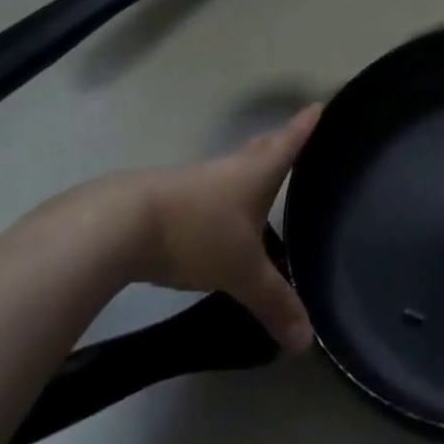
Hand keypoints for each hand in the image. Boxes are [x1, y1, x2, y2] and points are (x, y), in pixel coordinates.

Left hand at [103, 105, 321, 352]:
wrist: (122, 226)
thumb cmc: (198, 232)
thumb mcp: (242, 272)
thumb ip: (274, 303)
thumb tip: (307, 341)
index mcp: (258, 170)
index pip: (292, 139)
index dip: (309, 123)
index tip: (322, 103)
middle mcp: (234, 166)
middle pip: (264, 146)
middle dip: (283, 140)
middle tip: (300, 133)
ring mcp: (201, 180)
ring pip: (237, 167)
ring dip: (253, 167)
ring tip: (266, 177)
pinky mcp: (174, 198)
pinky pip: (213, 189)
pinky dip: (226, 193)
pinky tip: (224, 213)